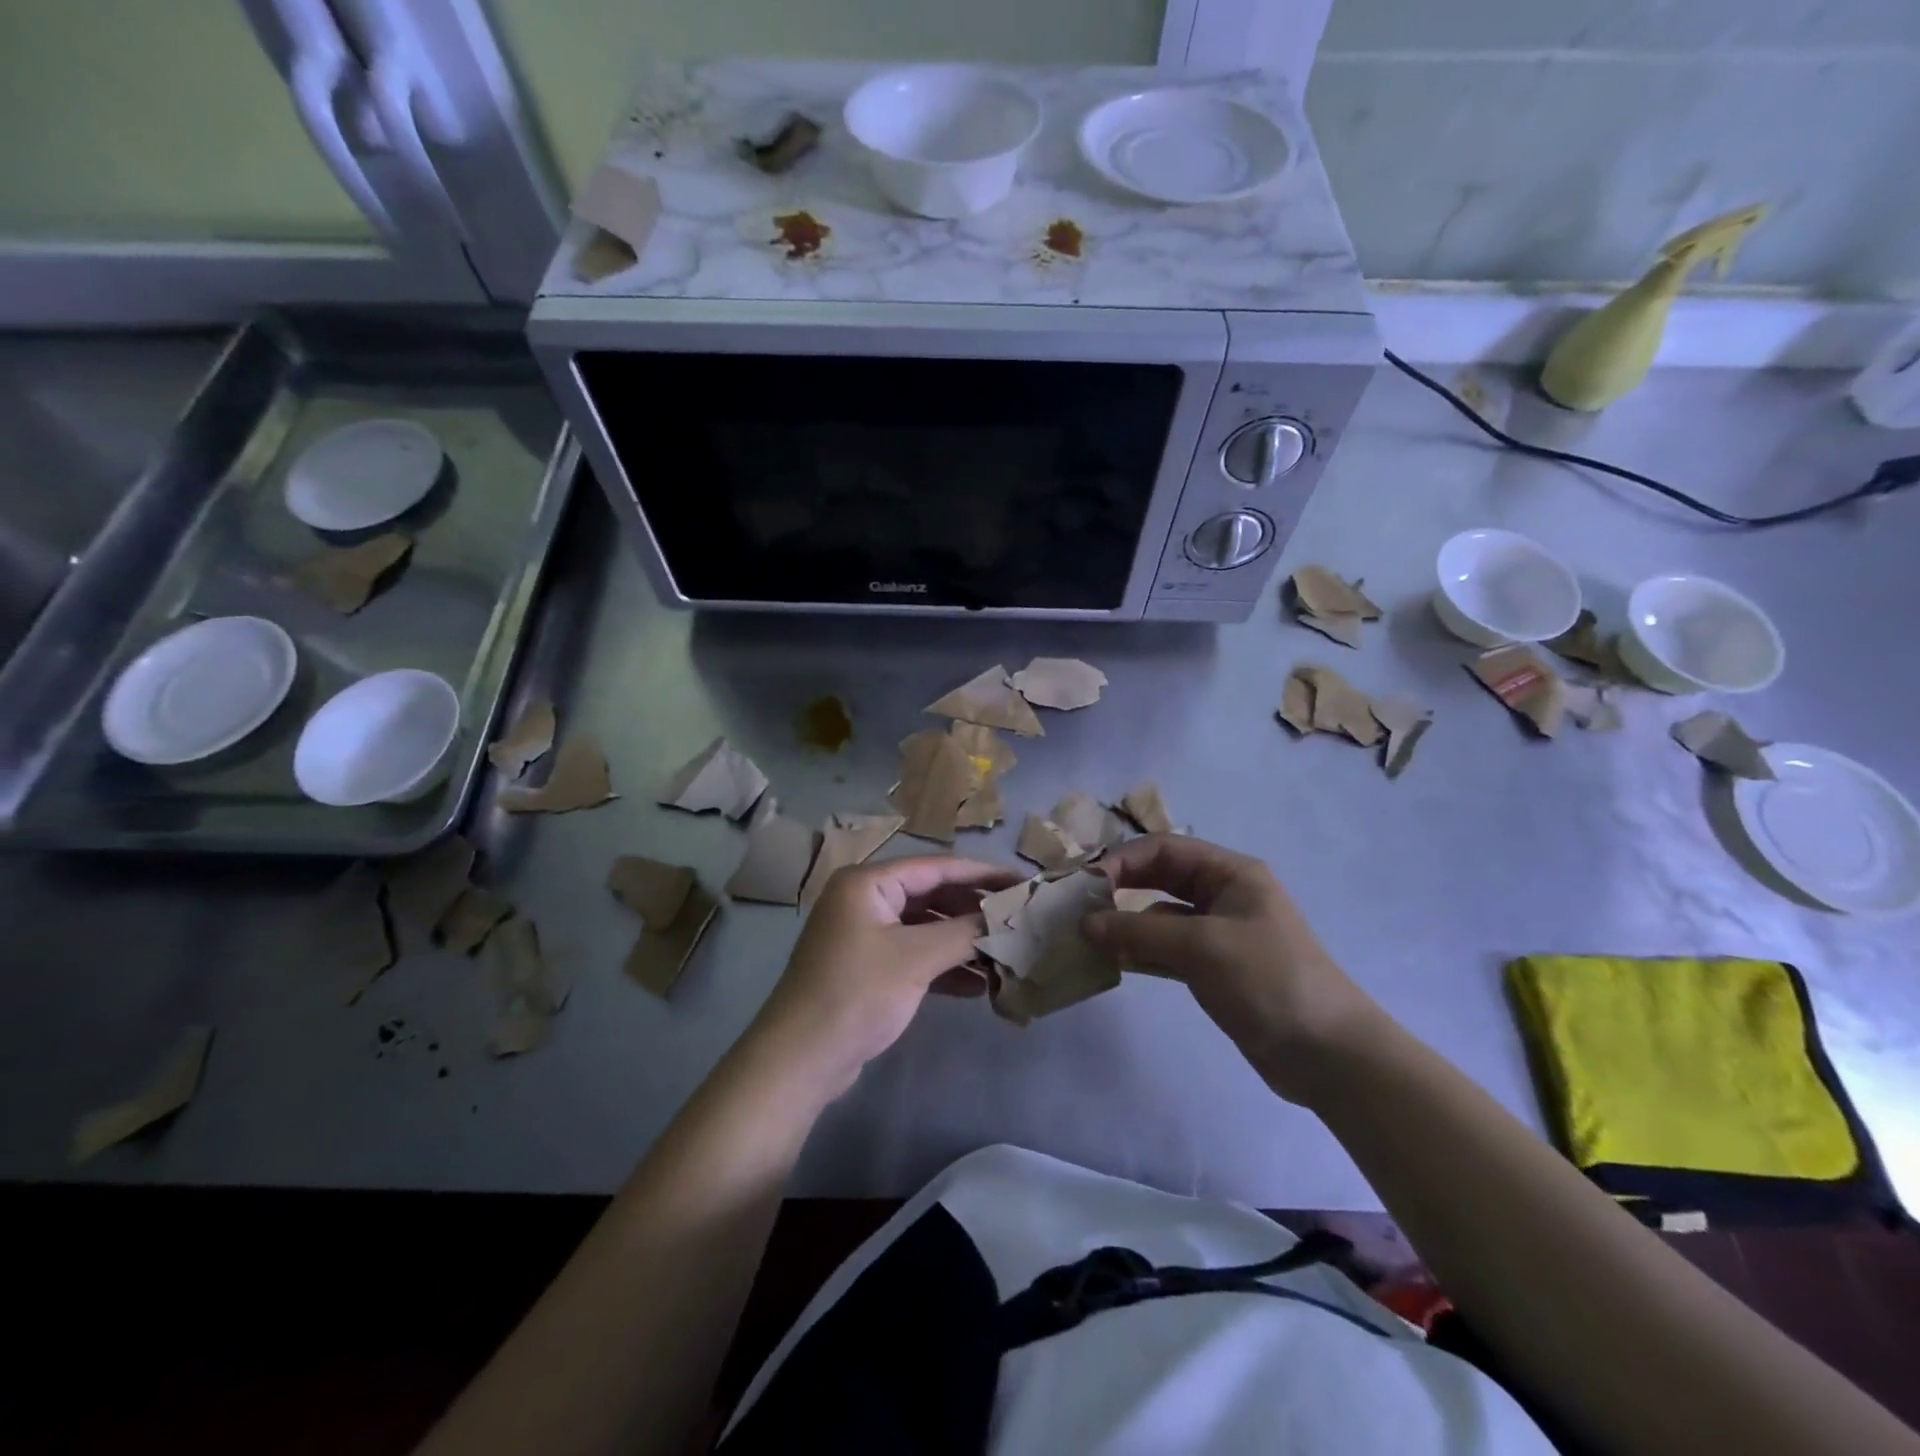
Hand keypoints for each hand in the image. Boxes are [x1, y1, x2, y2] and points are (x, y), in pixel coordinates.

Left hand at [748, 855, 1019, 1099]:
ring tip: (1006, 954)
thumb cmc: (856, 994)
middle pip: (932, 895)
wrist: (800, 1060)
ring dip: (962, 942)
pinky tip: (980, 985)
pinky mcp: (869, 968)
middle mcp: (865, 900)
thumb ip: (964, 933)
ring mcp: (866, 935)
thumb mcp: (915, 959)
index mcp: (868, 882)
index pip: (937, 867)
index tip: (1022, 882)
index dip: (982, 874)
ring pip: (926, 928)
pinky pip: (915, 956)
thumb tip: (1007, 919)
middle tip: (1018, 920)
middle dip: (974, 911)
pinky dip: (944, 967)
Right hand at [1081, 835, 1381, 1103]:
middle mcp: (1223, 895)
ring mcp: (1218, 934)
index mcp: (1230, 873)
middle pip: (1160, 878)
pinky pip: (1166, 950)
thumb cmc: (1268, 980)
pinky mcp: (1213, 969)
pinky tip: (1110, 961)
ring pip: (1159, 916)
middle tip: (1078, 907)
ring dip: (1125, 924)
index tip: (1085, 885)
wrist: (1328, 1054)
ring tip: (1085, 937)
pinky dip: (1139, 952)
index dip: (1123, 861)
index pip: (1165, 849)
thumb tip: (1085, 924)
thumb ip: (1139, 930)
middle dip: (1120, 889)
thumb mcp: (1202, 947)